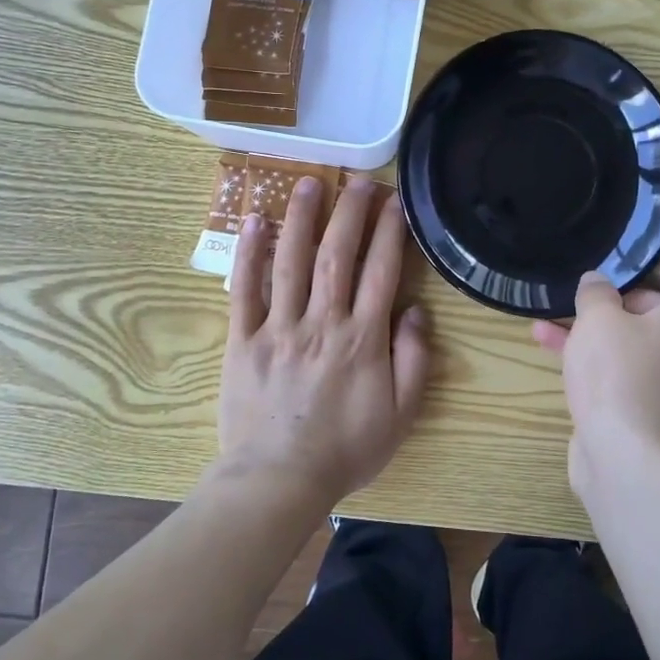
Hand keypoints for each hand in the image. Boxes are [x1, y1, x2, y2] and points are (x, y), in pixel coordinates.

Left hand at [220, 176, 430, 504]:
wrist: (279, 480)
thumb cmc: (346, 448)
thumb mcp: (401, 414)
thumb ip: (414, 360)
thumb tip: (415, 311)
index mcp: (363, 338)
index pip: (380, 271)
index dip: (389, 231)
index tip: (394, 200)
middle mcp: (323, 322)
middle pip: (336, 254)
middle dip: (349, 212)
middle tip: (357, 179)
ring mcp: (279, 327)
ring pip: (291, 261)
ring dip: (301, 218)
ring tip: (308, 183)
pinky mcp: (244, 339)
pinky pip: (245, 290)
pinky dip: (249, 254)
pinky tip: (255, 222)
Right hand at [532, 252, 659, 494]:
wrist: (623, 456)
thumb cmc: (618, 372)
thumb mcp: (599, 318)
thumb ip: (596, 293)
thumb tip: (597, 283)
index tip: (639, 255)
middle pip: (659, 313)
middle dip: (620, 298)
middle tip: (589, 291)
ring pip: (628, 344)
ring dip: (592, 329)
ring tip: (550, 316)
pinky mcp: (636, 410)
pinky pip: (613, 372)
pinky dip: (586, 357)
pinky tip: (546, 347)